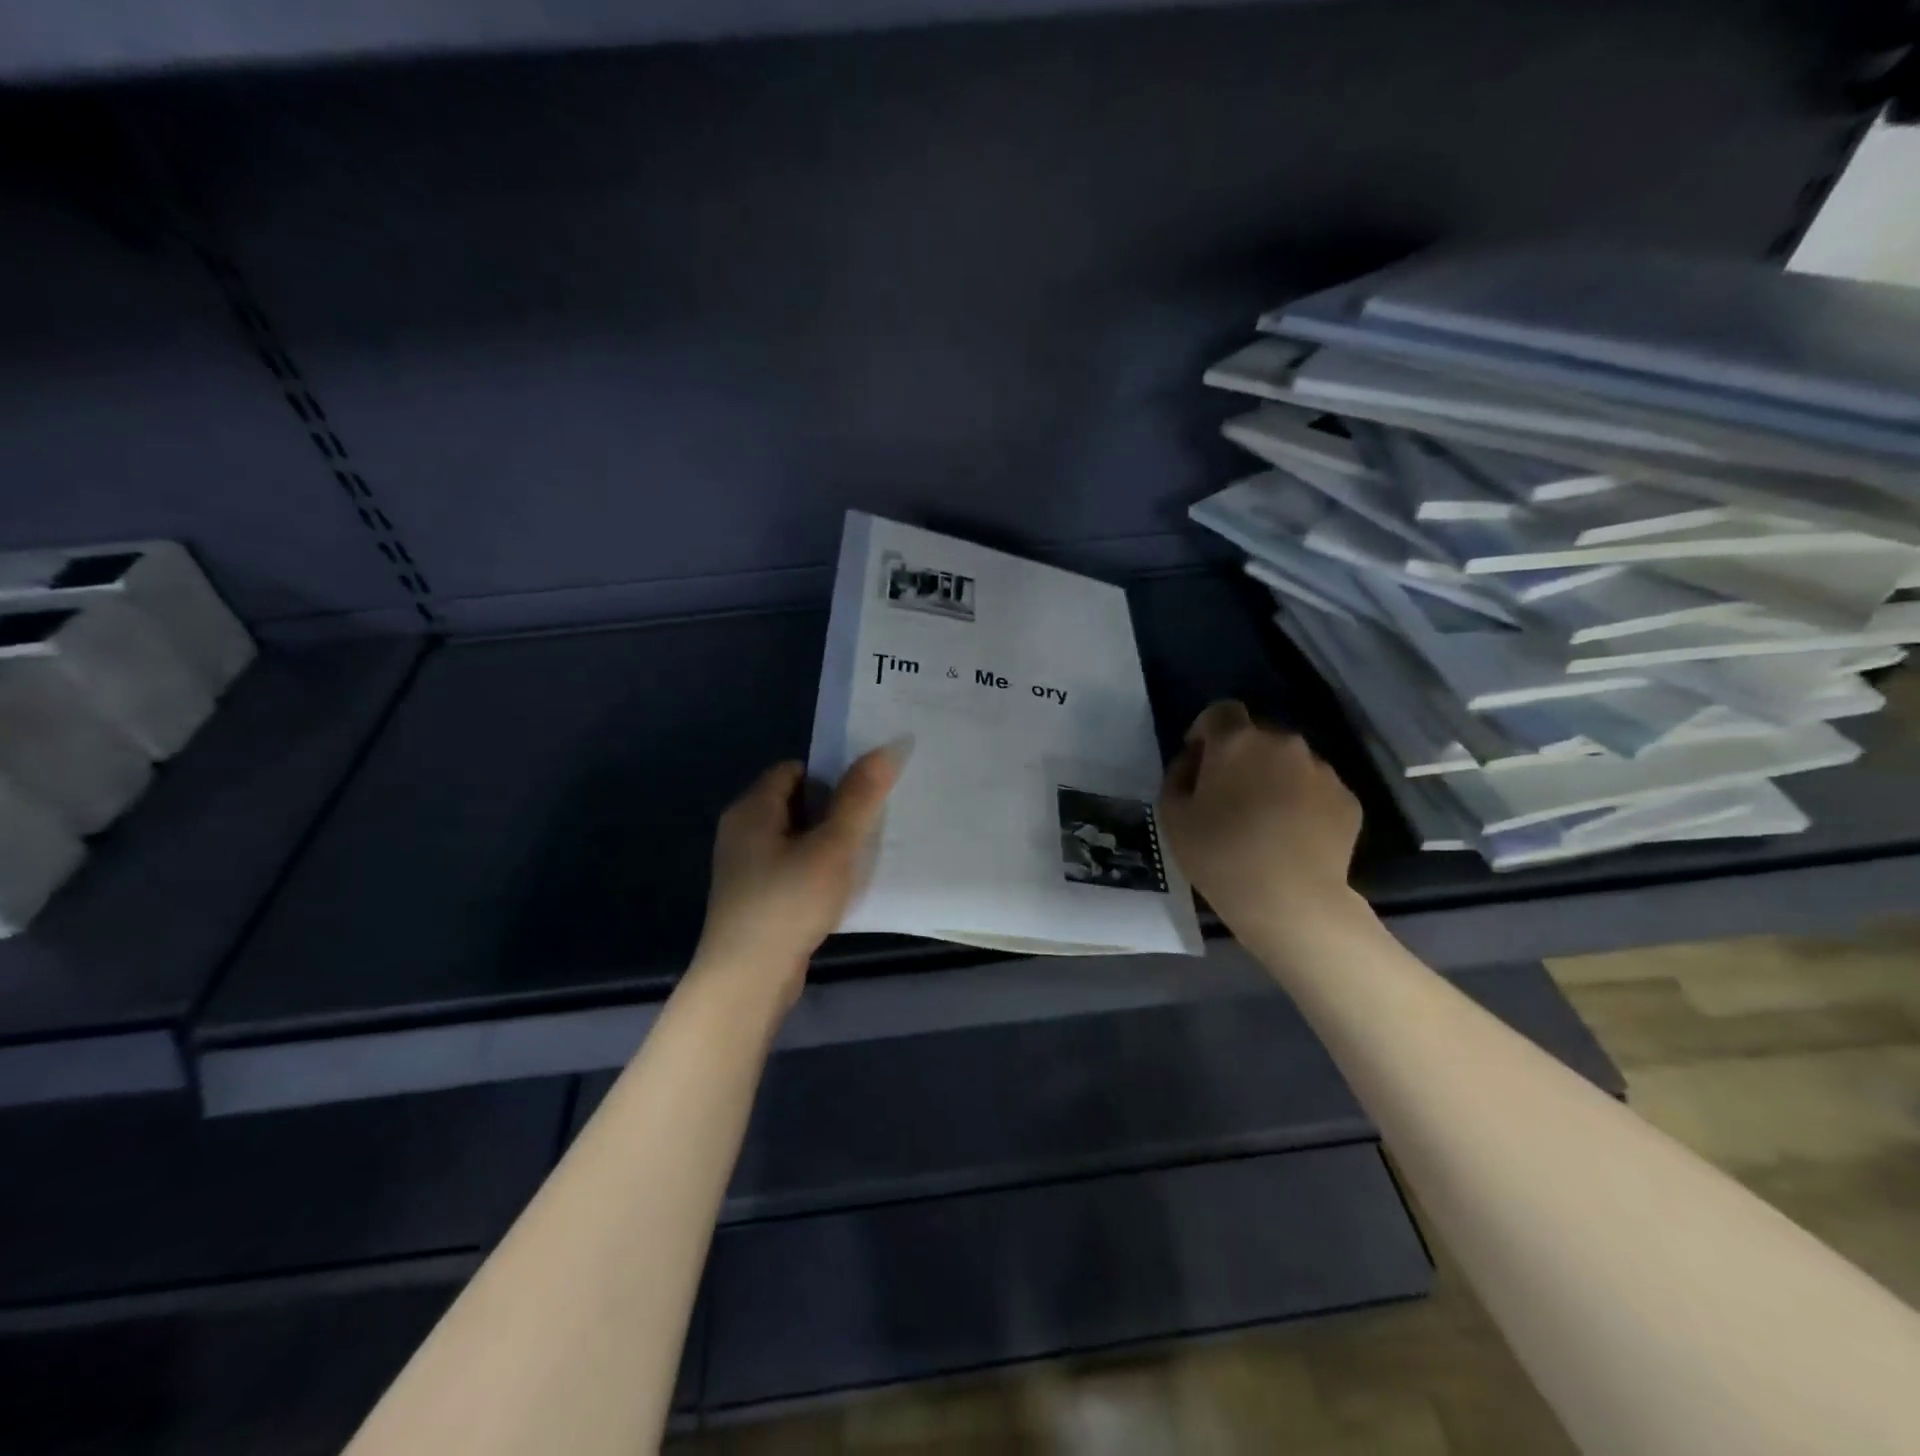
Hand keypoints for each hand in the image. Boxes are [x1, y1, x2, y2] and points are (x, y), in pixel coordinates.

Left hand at [693, 748, 900, 1006]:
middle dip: (833, 812)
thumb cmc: (789, 902)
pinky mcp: (753, 898)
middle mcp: (741, 831)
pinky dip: (813, 872)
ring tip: (858, 859)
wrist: (747, 979)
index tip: (864, 798)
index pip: (795, 770)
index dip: (831, 777)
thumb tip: (887, 747)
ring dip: (825, 845)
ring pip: (794, 839)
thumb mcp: (833, 845)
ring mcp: (744, 868)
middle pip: (796, 803)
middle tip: (869, 827)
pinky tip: (835, 891)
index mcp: (752, 809)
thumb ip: (860, 797)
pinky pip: (789, 868)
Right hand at [1159, 700, 1364, 937]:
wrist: (1292, 901)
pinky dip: (1301, 803)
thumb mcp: (1172, 816)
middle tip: (1229, 797)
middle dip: (1241, 757)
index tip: (1199, 760)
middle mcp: (1284, 744)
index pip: (1220, 711)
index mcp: (1237, 741)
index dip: (1206, 730)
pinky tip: (1291, 837)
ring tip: (1264, 821)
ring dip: (1273, 779)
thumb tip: (1194, 762)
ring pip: (1289, 763)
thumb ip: (1178, 776)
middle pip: (1257, 737)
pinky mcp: (1347, 799)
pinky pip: (1315, 790)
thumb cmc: (1221, 856)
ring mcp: (1321, 770)